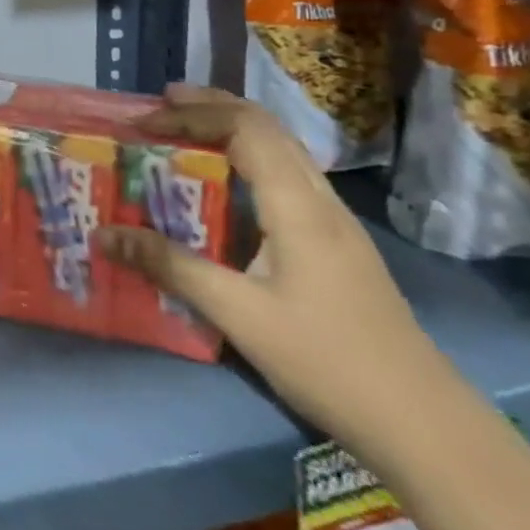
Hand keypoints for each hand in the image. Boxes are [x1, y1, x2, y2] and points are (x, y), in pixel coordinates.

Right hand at [97, 85, 451, 456]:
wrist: (426, 425)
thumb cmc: (329, 362)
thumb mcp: (239, 315)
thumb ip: (171, 267)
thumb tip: (103, 235)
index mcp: (298, 206)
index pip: (245, 128)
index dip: (191, 114)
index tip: (143, 122)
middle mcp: (320, 200)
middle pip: (267, 126)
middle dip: (211, 106)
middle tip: (160, 104)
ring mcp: (335, 221)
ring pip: (282, 148)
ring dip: (232, 128)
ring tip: (185, 130)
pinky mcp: (337, 243)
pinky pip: (287, 175)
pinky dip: (248, 157)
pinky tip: (227, 183)